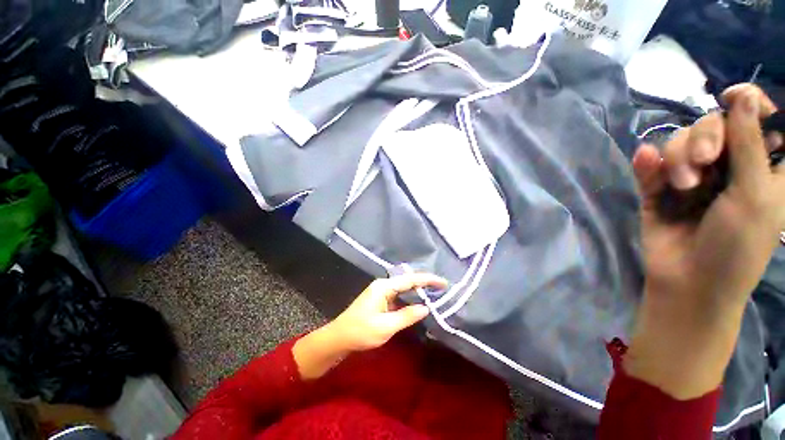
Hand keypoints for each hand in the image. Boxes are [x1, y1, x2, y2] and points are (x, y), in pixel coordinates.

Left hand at [293, 273, 445, 379]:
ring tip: (435, 294)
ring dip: (418, 291)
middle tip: (442, 289)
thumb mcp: (386, 326)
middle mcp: (383, 285)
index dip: (428, 280)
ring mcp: (381, 292)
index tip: (444, 282)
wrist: (338, 338)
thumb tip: (426, 308)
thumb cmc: (360, 332)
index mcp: (384, 286)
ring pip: (404, 289)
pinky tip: (418, 303)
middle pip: (408, 281)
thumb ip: (407, 316)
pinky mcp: (380, 300)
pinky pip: (399, 296)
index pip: (410, 280)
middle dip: (425, 283)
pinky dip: (410, 299)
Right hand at [626, 84, 782, 398]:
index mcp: (759, 167)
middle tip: (703, 163)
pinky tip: (644, 161)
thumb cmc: (737, 246)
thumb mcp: (754, 195)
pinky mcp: (659, 190)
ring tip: (682, 186)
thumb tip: (744, 95)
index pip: (756, 120)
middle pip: (712, 125)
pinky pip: (650, 166)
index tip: (731, 99)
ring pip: (678, 143)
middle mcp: (726, 166)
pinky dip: (647, 162)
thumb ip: (750, 144)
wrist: (690, 282)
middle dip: (704, 137)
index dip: (746, 103)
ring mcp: (690, 178)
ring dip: (677, 158)